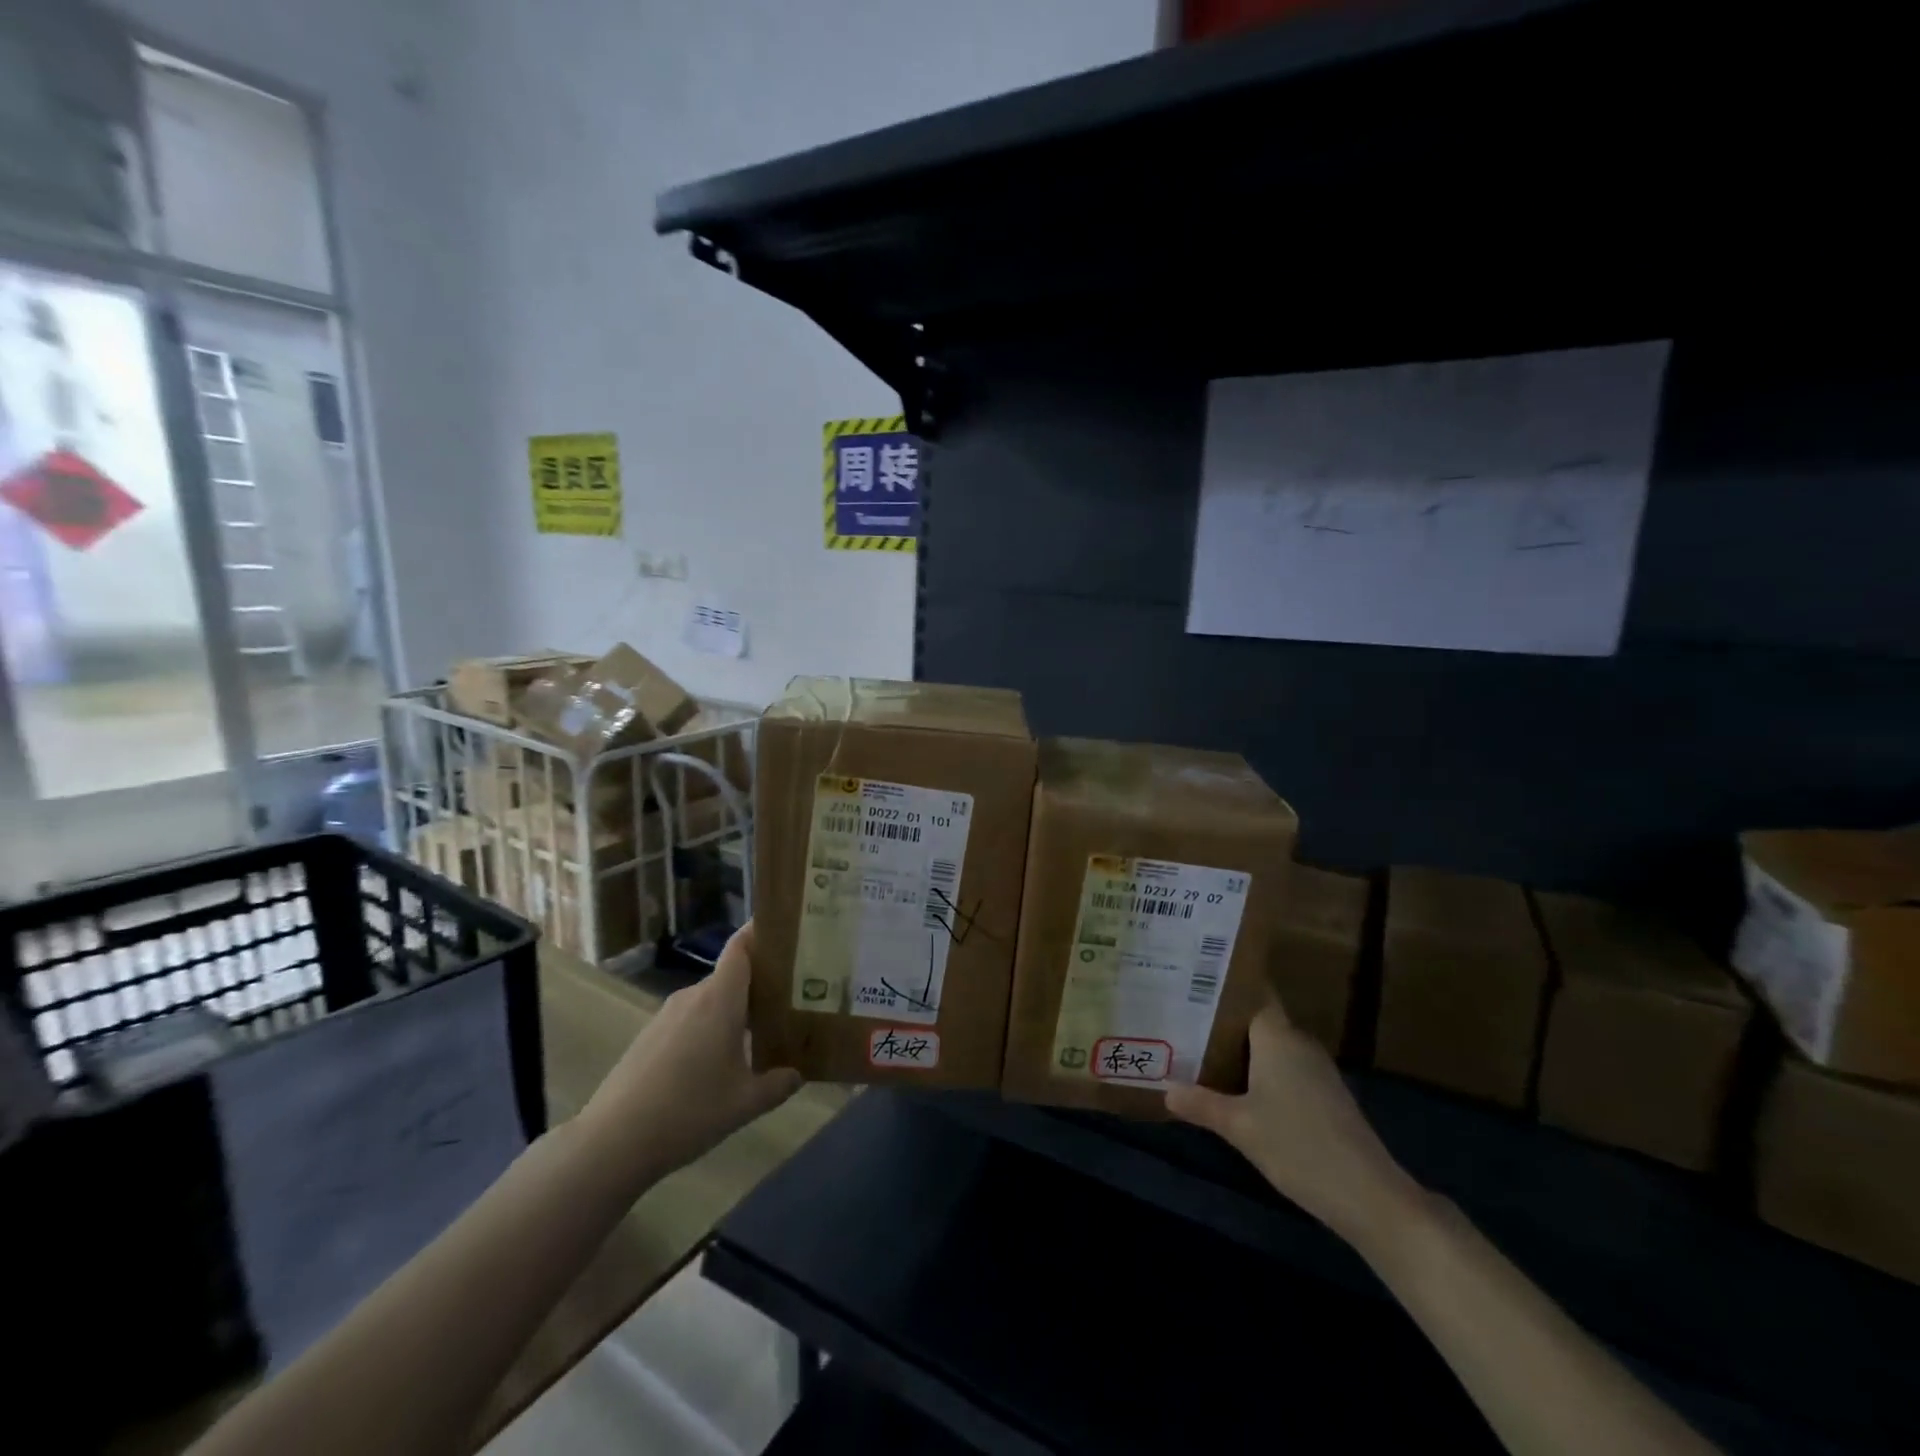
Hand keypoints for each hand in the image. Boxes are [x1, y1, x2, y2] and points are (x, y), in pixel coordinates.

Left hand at [578, 921, 801, 1188]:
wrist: (612, 1142)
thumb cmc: (688, 1112)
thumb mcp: (744, 1103)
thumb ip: (778, 1085)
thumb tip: (797, 1074)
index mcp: (720, 999)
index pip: (741, 946)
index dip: (761, 932)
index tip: (787, 932)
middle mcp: (693, 997)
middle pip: (731, 975)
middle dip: (760, 983)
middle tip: (790, 998)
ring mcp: (667, 1016)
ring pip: (711, 1001)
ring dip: (734, 1011)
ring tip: (760, 1033)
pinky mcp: (649, 1037)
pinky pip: (690, 1020)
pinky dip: (710, 1029)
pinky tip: (719, 1062)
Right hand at [1165, 996, 1424, 1251]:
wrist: (1368, 1196)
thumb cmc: (1298, 1146)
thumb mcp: (1239, 1126)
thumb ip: (1201, 1104)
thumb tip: (1166, 1089)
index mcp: (1278, 1037)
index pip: (1253, 994)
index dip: (1226, 985)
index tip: (1193, 980)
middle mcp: (1298, 1044)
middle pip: (1257, 1020)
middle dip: (1223, 1020)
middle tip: (1182, 1018)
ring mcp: (1316, 1071)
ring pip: (1271, 1047)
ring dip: (1241, 1049)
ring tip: (1199, 1049)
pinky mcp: (1326, 1097)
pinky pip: (1284, 1069)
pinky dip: (1260, 1072)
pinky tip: (1237, 1089)